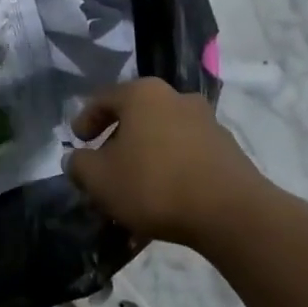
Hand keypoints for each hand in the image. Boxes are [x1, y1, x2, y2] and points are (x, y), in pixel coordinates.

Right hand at [65, 78, 272, 246]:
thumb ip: (79, 165)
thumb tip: (77, 160)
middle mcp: (176, 97)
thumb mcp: (99, 178)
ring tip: (134, 187)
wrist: (230, 212)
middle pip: (136, 115)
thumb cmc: (154, 184)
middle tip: (105, 165)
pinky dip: (171, 169)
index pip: (103, 99)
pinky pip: (186, 154)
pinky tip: (164, 197)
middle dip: (118, 140)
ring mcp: (206, 122)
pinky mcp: (227, 149)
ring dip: (146, 155)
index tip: (78, 142)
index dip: (85, 120)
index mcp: (142, 94)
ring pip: (163, 135)